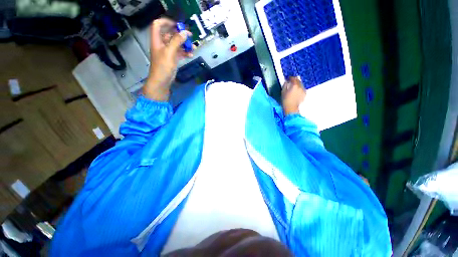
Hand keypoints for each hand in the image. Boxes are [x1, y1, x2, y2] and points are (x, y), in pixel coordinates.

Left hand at [143, 18, 193, 100]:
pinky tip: (191, 55)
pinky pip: (179, 53)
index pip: (158, 25)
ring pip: (176, 44)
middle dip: (180, 34)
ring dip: (184, 45)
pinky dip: (185, 53)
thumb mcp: (170, 52)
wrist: (162, 81)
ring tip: (193, 47)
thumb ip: (177, 41)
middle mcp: (162, 44)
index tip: (178, 25)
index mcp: (157, 40)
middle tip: (189, 36)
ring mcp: (167, 52)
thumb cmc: (163, 66)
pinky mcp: (172, 59)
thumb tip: (185, 32)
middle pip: (170, 34)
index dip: (167, 22)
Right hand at [281, 77, 305, 115]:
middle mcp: (300, 87)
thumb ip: (285, 85)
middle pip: (298, 80)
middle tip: (291, 82)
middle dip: (295, 80)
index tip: (288, 79)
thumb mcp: (283, 92)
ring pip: (301, 84)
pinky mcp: (304, 94)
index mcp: (294, 85)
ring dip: (297, 84)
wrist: (291, 108)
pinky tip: (296, 91)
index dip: (290, 78)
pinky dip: (299, 88)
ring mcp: (303, 90)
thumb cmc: (285, 100)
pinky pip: (302, 89)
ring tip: (294, 87)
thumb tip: (286, 82)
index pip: (293, 78)